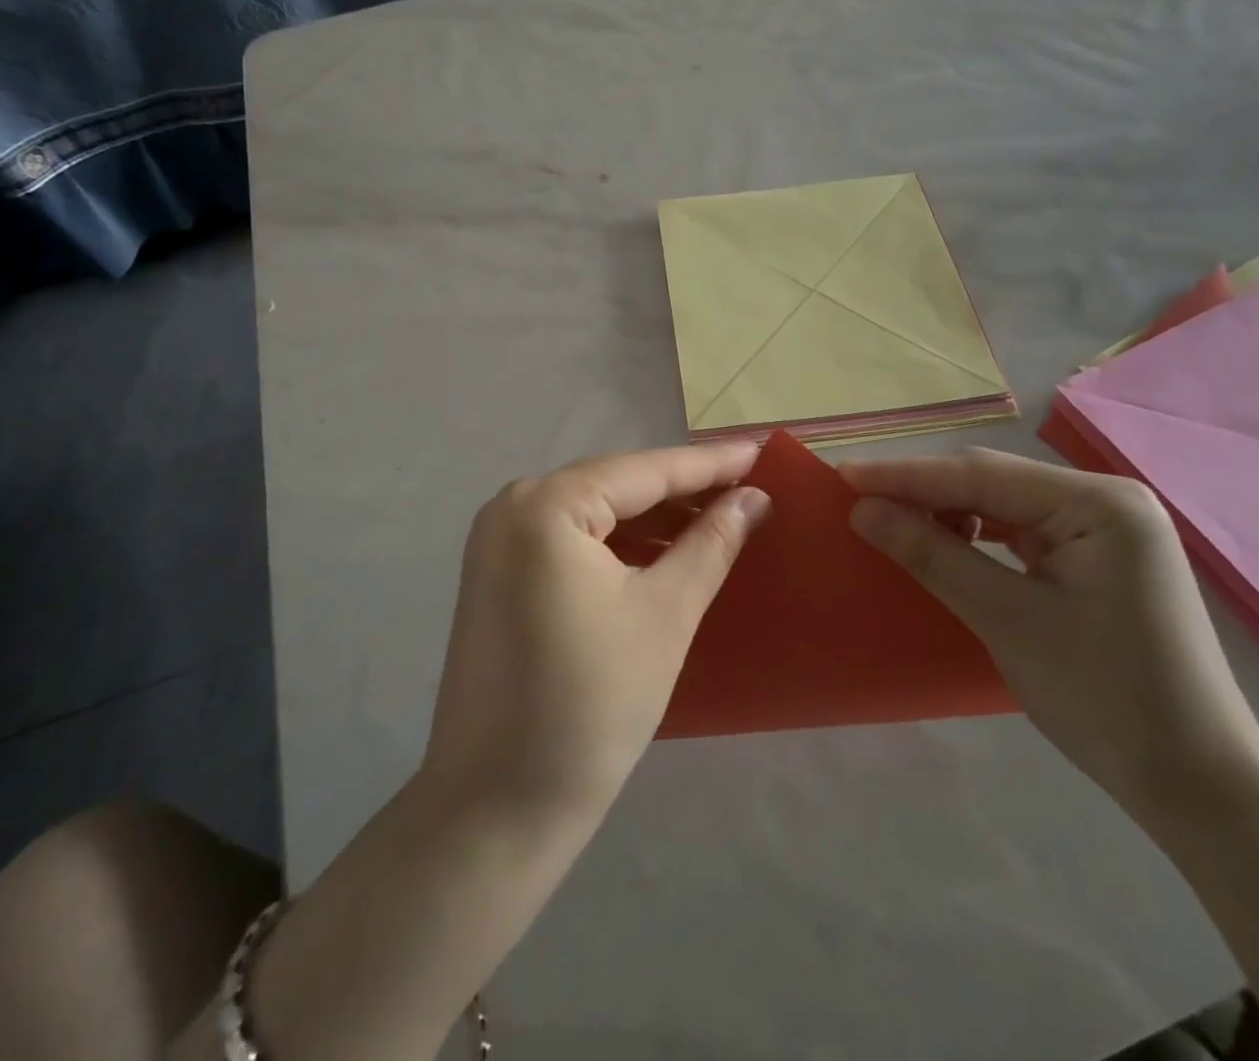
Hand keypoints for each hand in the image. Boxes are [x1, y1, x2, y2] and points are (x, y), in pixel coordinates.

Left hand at [423, 444, 771, 822]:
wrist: (497, 808)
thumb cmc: (592, 704)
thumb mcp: (666, 614)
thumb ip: (712, 542)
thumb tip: (753, 497)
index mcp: (546, 505)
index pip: (644, 471)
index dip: (709, 463)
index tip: (761, 451)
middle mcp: (512, 507)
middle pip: (616, 485)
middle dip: (682, 488)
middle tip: (748, 487)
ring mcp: (497, 542)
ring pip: (594, 512)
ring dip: (653, 517)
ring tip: (717, 519)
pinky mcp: (497, 576)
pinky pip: (570, 540)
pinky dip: (618, 543)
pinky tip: (662, 551)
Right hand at [842, 449, 1258, 817]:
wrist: (1196, 785)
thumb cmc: (1105, 697)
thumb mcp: (1006, 620)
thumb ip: (932, 555)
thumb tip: (862, 511)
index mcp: (1099, 502)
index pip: (980, 476)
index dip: (905, 476)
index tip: (843, 476)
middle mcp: (1105, 501)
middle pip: (993, 483)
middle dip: (923, 491)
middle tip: (857, 499)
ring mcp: (1104, 530)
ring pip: (1003, 505)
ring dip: (947, 512)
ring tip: (892, 522)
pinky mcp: (1096, 559)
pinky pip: (1020, 532)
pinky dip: (976, 536)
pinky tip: (945, 544)